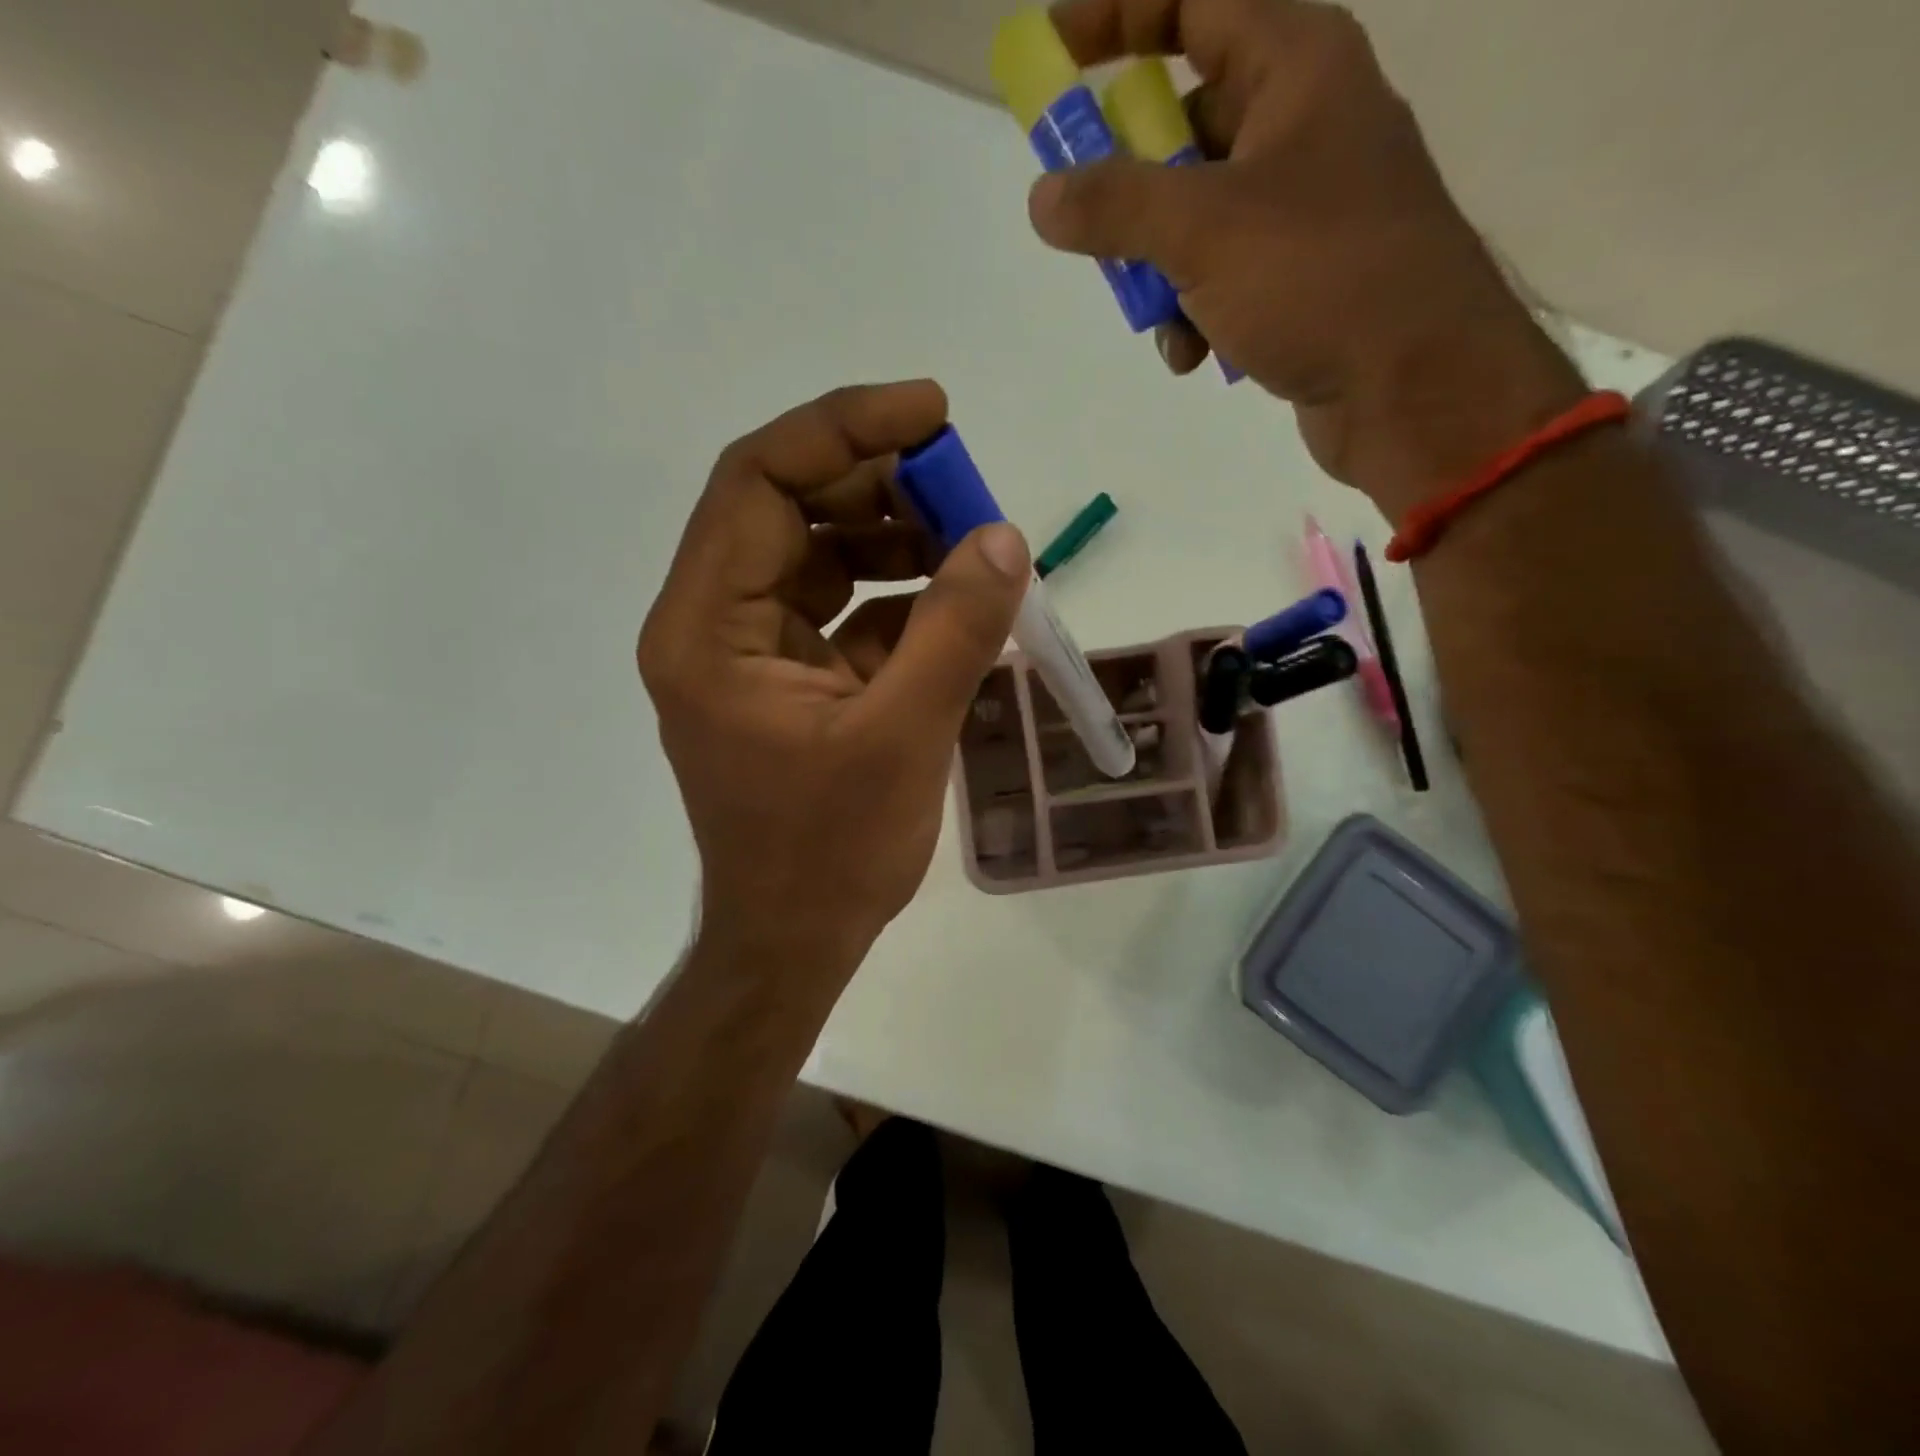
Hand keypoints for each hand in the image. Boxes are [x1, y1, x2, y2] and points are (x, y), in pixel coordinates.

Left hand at [638, 382, 1029, 975]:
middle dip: (879, 487)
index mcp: (708, 629)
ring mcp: (750, 653)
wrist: (794, 939)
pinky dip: (895, 596)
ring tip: (970, 546)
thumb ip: (954, 631)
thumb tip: (1006, 539)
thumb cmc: (830, 853)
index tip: (932, 414)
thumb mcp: (903, 737)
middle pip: (788, 510)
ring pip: (817, 556)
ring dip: (892, 538)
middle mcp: (714, 625)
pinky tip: (952, 604)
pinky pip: (840, 609)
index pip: (759, 483)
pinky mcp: (788, 680)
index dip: (844, 431)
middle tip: (966, 489)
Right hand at [1028, 0, 1586, 517]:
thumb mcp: (1202, 231)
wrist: (1413, 385)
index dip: (1118, 17)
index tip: (1053, 55)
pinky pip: (1224, 277)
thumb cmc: (1319, 278)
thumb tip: (1043, 196)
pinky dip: (1196, 313)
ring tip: (1159, 321)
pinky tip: (1194, 356)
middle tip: (1091, 228)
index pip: (1193, 2)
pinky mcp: (1302, 279)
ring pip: (1197, 217)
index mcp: (1296, 66)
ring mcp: (1305, 208)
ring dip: (1160, 272)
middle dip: (1132, 189)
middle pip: (1186, 126)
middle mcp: (1304, 124)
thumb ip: (1115, 206)